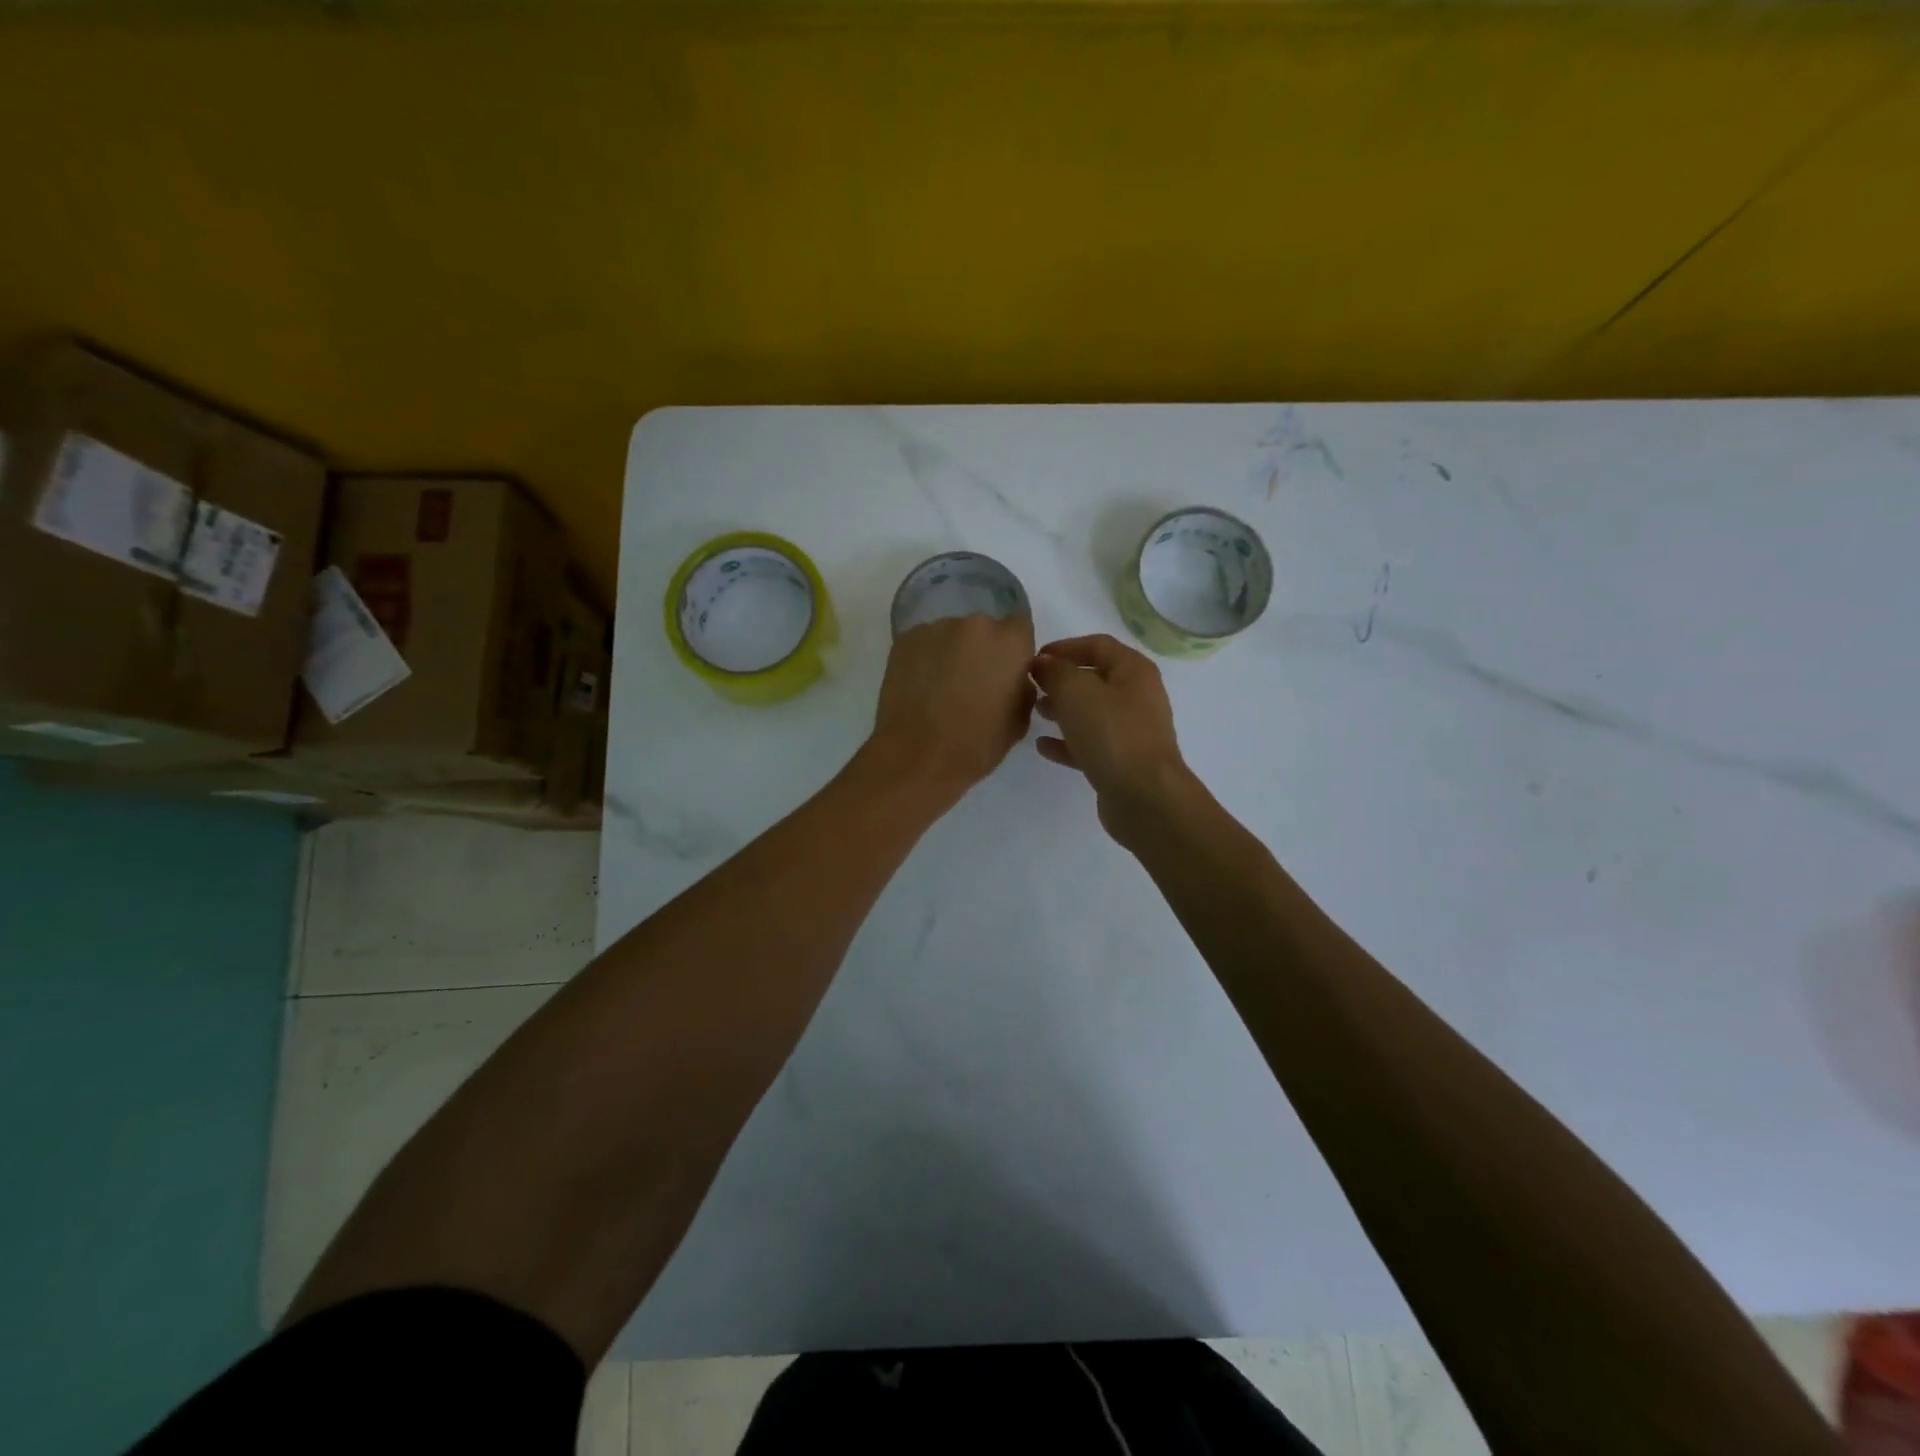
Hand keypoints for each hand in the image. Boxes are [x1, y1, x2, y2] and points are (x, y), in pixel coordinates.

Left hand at [867, 612, 1037, 799]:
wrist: (917, 756)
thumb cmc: (977, 744)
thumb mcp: (1019, 720)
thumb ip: (1021, 687)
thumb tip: (1011, 678)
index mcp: (1010, 642)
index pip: (1020, 625)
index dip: (1013, 647)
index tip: (1005, 669)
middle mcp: (975, 625)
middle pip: (983, 629)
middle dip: (980, 650)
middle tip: (971, 682)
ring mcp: (936, 628)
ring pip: (951, 636)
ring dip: (951, 654)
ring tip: (940, 688)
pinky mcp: (905, 639)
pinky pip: (923, 644)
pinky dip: (925, 660)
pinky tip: (919, 687)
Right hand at [1031, 634, 1193, 840]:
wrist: (1144, 796)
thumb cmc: (1111, 733)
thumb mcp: (1075, 692)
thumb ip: (1055, 672)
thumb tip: (1043, 664)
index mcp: (1133, 670)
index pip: (1097, 644)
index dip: (1064, 647)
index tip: (1034, 659)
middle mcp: (1138, 696)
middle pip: (1095, 678)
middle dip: (1062, 680)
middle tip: (1031, 687)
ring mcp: (1132, 731)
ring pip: (1092, 712)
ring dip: (1063, 710)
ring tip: (1035, 712)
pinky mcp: (1123, 761)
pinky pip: (1091, 743)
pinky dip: (1068, 741)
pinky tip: (1043, 746)